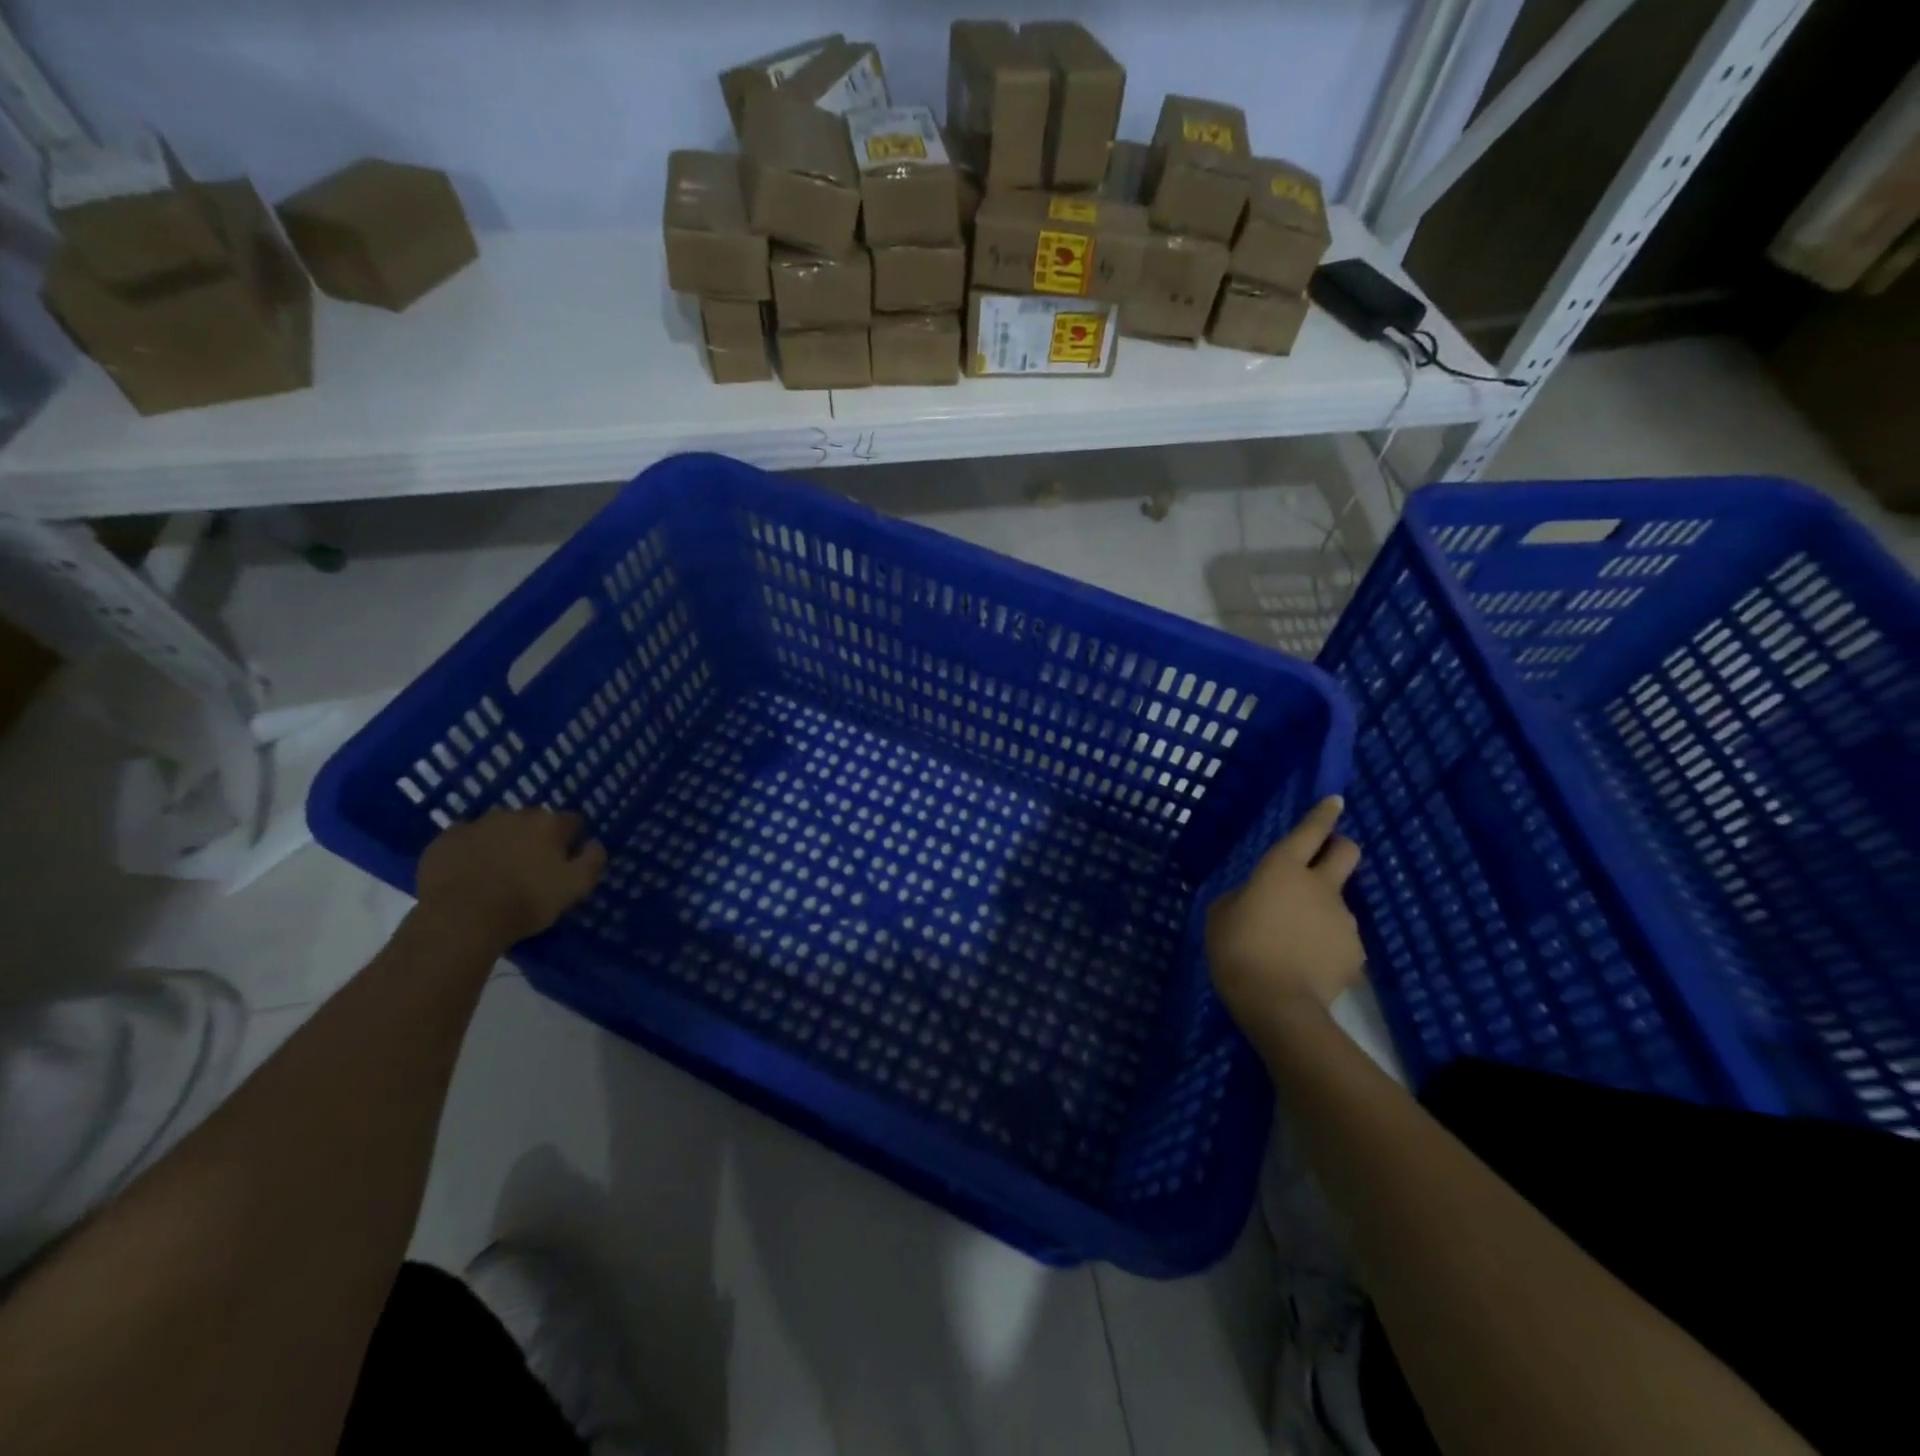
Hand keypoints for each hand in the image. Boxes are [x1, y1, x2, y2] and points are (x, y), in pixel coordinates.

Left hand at [416, 808, 607, 949]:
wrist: (460, 918)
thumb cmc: (526, 901)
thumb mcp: (575, 887)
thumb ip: (592, 861)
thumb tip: (595, 843)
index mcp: (549, 824)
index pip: (571, 821)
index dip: (572, 839)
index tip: (568, 859)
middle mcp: (514, 815)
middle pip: (532, 821)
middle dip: (535, 837)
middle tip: (532, 867)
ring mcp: (476, 825)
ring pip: (497, 828)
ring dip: (502, 841)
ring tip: (498, 870)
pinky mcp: (444, 840)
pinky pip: (464, 840)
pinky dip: (470, 851)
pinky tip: (469, 873)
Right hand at [1207, 796, 1364, 1024]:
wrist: (1277, 1003)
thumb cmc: (1237, 949)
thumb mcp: (1222, 913)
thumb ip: (1244, 896)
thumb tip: (1258, 898)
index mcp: (1282, 869)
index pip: (1309, 830)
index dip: (1323, 813)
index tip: (1335, 801)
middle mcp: (1320, 887)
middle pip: (1347, 852)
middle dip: (1340, 847)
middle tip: (1324, 859)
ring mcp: (1343, 920)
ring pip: (1337, 904)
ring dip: (1321, 912)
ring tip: (1295, 943)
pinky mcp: (1355, 954)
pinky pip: (1339, 941)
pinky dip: (1325, 947)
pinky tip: (1306, 967)